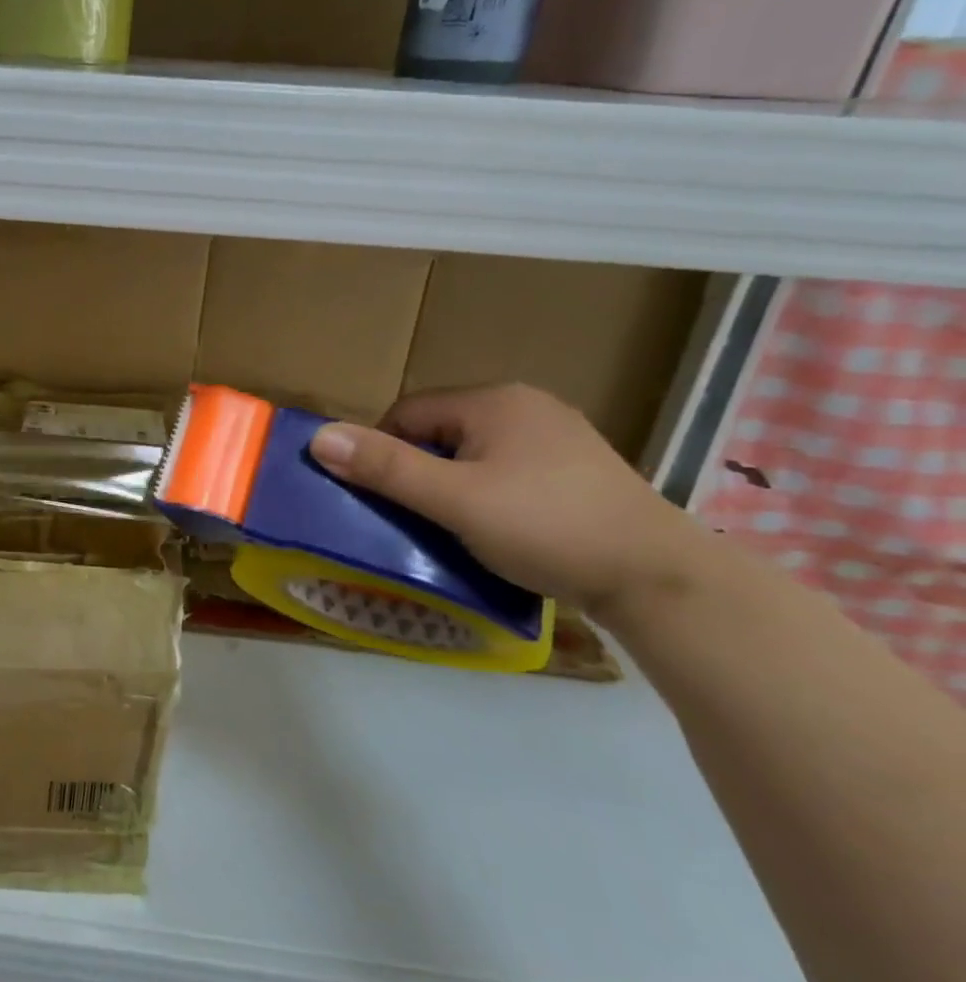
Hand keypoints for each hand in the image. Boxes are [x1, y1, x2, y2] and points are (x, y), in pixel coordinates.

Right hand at [307, 383, 712, 618]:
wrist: (662, 580)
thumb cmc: (546, 527)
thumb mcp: (454, 500)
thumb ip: (386, 467)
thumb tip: (318, 437)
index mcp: (494, 401)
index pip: (407, 413)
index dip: (385, 453)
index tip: (387, 499)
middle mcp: (526, 405)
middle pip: (440, 432)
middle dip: (420, 471)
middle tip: (419, 518)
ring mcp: (558, 437)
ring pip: (474, 454)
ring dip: (453, 486)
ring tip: (456, 528)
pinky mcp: (579, 470)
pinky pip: (508, 470)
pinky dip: (489, 494)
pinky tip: (502, 529)